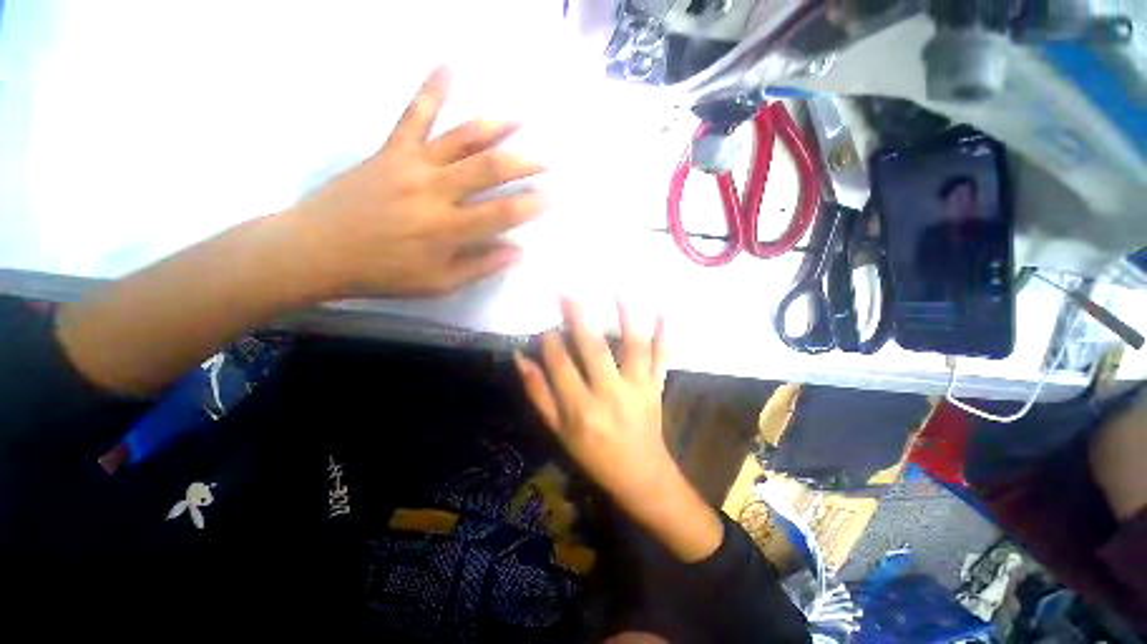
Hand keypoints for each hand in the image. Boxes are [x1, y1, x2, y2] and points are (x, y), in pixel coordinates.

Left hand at [286, 67, 545, 297]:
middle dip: (525, 164)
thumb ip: (480, 267)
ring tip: (521, 118)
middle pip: (489, 170)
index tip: (551, 199)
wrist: (317, 249)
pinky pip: (414, 115)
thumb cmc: (383, 273)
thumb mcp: (438, 284)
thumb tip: (517, 252)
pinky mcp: (390, 150)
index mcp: (447, 230)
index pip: (502, 214)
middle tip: (549, 159)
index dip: (530, 206)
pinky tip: (450, 65)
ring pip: (461, 139)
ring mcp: (412, 165)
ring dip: (495, 126)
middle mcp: (435, 192)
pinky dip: (432, 88)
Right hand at [516, 299, 669, 502]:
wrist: (640, 474)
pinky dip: (665, 336)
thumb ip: (539, 394)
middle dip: (579, 318)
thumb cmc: (593, 455)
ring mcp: (638, 388)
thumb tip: (521, 359)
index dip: (550, 342)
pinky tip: (664, 313)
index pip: (561, 365)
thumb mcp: (558, 431)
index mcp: (582, 409)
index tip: (545, 326)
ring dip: (626, 317)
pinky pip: (662, 359)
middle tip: (568, 293)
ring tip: (616, 292)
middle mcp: (610, 394)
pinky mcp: (657, 387)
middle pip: (595, 349)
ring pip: (634, 347)